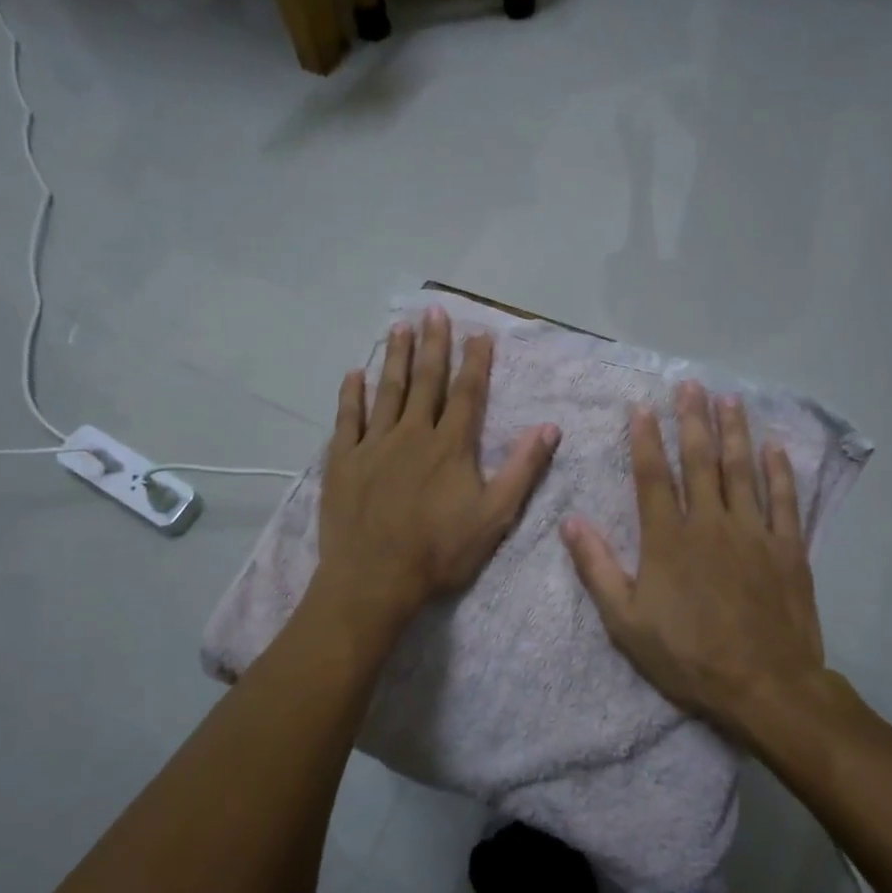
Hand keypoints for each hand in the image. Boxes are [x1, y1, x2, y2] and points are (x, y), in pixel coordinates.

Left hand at [315, 307, 559, 633]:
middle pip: (426, 381)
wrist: (374, 579)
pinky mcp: (343, 460)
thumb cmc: (439, 552)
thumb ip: (521, 470)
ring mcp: (373, 444)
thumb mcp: (494, 517)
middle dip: (434, 345)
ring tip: (400, 327)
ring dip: (395, 357)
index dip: (475, 362)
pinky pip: (347, 418)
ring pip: (387, 391)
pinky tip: (354, 374)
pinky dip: (351, 394)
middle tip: (435, 312)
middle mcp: (412, 433)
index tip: (479, 333)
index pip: (467, 393)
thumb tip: (549, 428)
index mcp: (450, 446)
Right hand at [561, 382, 825, 728]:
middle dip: (692, 420)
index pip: (653, 475)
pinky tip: (775, 447)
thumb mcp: (626, 621)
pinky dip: (779, 471)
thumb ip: (598, 568)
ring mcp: (754, 532)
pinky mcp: (788, 548)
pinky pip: (784, 500)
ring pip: (741, 470)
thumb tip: (571, 522)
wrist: (764, 686)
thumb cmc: (688, 656)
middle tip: (690, 385)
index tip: (642, 407)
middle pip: (700, 461)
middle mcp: (710, 523)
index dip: (645, 439)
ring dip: (734, 432)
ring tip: (729, 399)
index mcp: (668, 539)